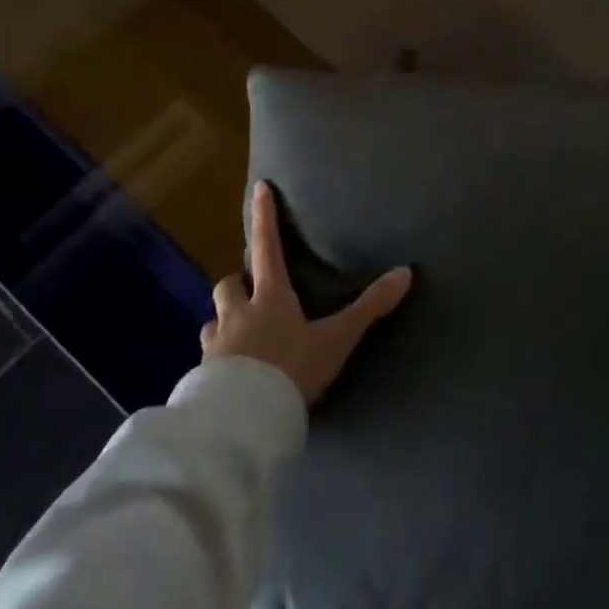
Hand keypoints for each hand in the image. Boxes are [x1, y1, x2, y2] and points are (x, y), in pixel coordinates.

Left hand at [201, 181, 413, 404]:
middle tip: (248, 290)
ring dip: (223, 320)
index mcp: (269, 298)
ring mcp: (216, 346)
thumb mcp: (336, 339)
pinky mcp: (203, 378)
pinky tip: (228, 375)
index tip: (259, 188)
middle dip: (237, 282)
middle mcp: (237, 315)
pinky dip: (217, 360)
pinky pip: (206, 360)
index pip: (266, 247)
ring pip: (212, 321)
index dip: (264, 217)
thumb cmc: (291, 369)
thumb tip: (405, 272)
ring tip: (237, 334)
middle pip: (227, 285)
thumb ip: (369, 308)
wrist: (244, 421)